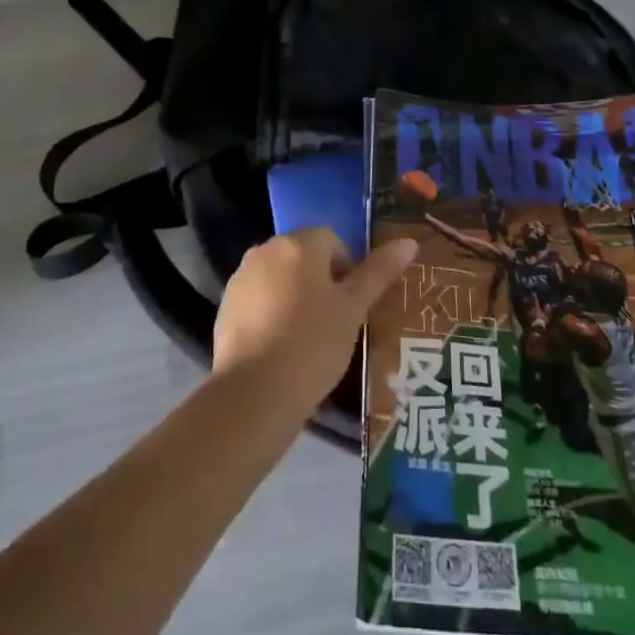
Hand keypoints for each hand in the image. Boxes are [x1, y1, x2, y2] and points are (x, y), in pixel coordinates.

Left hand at [212, 230, 416, 415]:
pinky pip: (258, 298)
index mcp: (300, 244)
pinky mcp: (226, 305)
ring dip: (294, 295)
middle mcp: (266, 249)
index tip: (351, 305)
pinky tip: (280, 347)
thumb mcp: (353, 310)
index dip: (347, 270)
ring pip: (280, 277)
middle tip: (333, 322)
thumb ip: (378, 272)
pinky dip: (271, 312)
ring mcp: (242, 277)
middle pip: (303, 256)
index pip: (332, 240)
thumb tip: (408, 242)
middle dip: (320, 281)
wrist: (255, 393)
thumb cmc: (313, 344)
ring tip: (307, 338)